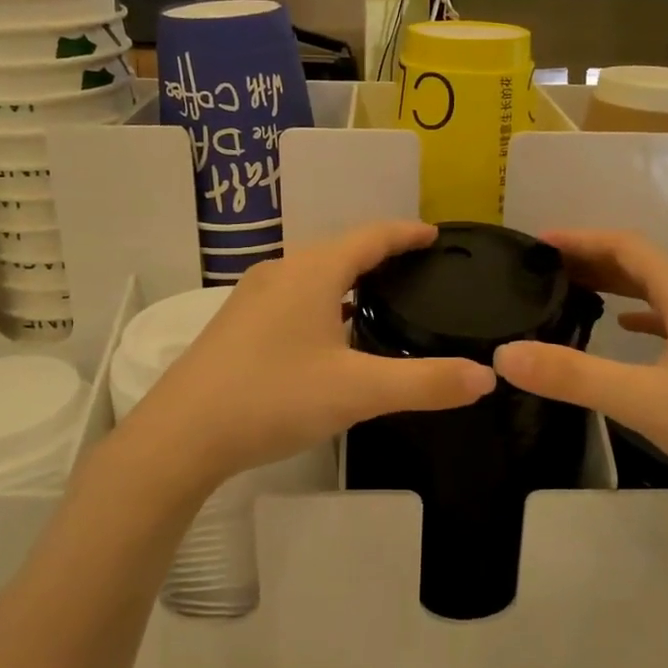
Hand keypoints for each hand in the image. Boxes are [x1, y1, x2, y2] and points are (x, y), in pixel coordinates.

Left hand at [121, 221, 496, 492]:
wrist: (181, 435)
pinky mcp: (237, 322)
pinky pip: (294, 295)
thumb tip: (486, 377)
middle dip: (381, 253)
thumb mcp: (358, 392)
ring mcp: (253, 296)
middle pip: (341, 249)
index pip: (371, 236)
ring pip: (314, 273)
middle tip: (418, 268)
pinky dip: (324, 299)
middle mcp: (282, 271)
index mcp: (313, 271)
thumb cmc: (273, 398)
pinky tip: (331, 331)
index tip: (435, 235)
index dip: (406, 233)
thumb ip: (425, 383)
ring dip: (349, 277)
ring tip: (381, 296)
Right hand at [492, 230, 667, 526]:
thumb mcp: (645, 402)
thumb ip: (573, 376)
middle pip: (643, 265)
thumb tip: (505, 354)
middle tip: (545, 269)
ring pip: (660, 293)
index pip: (628, 247)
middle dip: (593, 260)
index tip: (537, 244)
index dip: (581, 239)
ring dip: (616, 285)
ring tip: (573, 292)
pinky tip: (626, 331)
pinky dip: (642, 316)